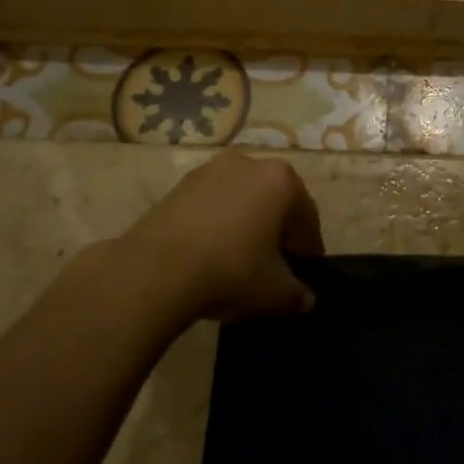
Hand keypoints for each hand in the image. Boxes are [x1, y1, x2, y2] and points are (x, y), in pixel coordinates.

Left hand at [114, 151, 324, 322]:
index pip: (306, 218)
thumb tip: (305, 300)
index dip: (307, 249)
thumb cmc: (230, 270)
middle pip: (274, 202)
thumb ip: (297, 295)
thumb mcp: (274, 292)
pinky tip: (209, 254)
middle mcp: (249, 163)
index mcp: (282, 180)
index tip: (303, 273)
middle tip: (273, 267)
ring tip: (238, 261)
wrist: (155, 270)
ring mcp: (210, 169)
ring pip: (242, 200)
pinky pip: (212, 204)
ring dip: (246, 225)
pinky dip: (217, 224)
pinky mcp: (179, 184)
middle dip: (277, 232)